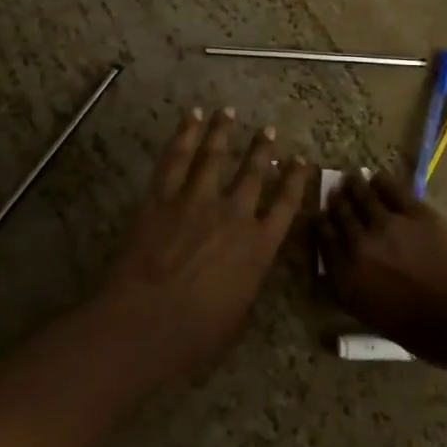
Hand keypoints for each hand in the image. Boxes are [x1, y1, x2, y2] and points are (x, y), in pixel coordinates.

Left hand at [94, 108, 312, 391]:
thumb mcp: (237, 315)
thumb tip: (249, 265)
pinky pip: (176, 158)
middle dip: (263, 149)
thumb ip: (248, 281)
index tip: (302, 161)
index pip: (286, 206)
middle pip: (253, 173)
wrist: (144, 323)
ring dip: (223, 131)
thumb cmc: (194, 335)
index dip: (296, 181)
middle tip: (269, 130)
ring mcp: (196, 200)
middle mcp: (233, 215)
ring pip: (215, 155)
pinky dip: (185, 134)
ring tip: (228, 112)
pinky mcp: (163, 196)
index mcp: (258, 247)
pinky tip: (192, 118)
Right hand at [320, 170, 446, 370]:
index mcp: (348, 281)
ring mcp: (387, 225)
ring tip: (352, 178)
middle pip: (340, 215)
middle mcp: (360, 247)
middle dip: (337, 202)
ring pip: (361, 196)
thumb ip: (359, 290)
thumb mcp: (379, 320)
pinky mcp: (414, 211)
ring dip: (354, 185)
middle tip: (337, 193)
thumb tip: (352, 270)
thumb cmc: (428, 334)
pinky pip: (391, 189)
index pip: (325, 242)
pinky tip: (379, 178)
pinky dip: (382, 182)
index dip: (322, 225)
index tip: (321, 216)